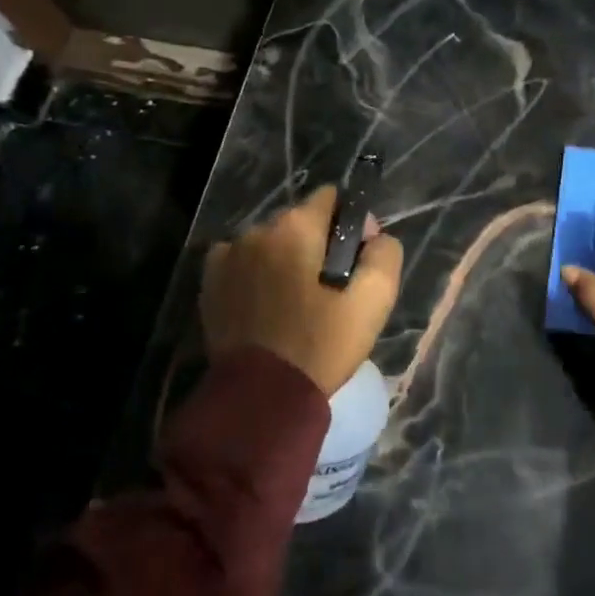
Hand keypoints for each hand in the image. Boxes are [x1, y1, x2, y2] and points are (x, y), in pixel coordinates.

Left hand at [201, 185, 403, 394]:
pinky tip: (267, 305)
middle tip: (330, 289)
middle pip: (300, 221)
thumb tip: (372, 234)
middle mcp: (258, 230)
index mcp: (297, 226)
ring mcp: (228, 256)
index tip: (356, 261)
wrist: (263, 397)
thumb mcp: (374, 298)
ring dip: (286, 259)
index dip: (351, 224)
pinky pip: (243, 263)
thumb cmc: (323, 344)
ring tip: (297, 302)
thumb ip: (384, 252)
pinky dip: (257, 275)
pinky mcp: (210, 283)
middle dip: (319, 243)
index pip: (332, 198)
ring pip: (271, 243)